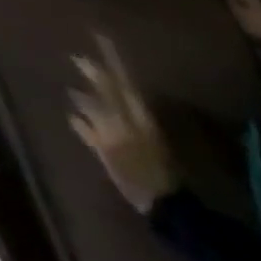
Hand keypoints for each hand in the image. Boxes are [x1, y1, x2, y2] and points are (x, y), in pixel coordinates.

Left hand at [68, 36, 176, 214]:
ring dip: (84, 100)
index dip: (118, 71)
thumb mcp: (179, 158)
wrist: (172, 212)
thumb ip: (163, 136)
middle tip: (82, 60)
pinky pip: (87, 134)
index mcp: (148, 129)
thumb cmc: (186, 189)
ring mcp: (111, 140)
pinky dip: (81, 126)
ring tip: (77, 92)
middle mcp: (125, 128)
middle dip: (96, 78)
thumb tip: (152, 118)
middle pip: (107, 96)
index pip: (130, 93)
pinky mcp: (104, 155)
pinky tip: (75, 119)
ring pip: (91, 110)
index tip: (108, 47)